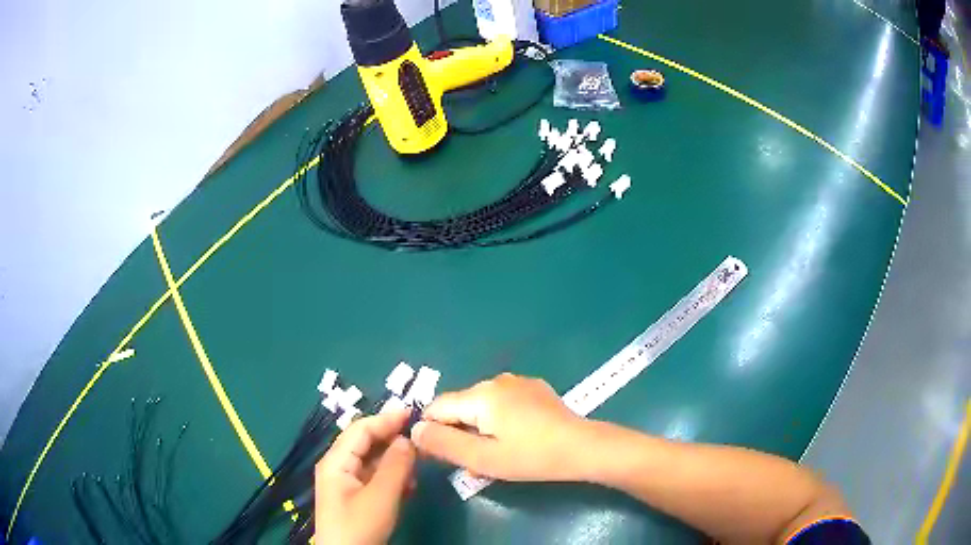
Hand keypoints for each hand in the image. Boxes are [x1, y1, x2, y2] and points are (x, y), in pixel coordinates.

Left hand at [315, 410, 415, 544]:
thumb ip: (395, 466)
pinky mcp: (354, 497)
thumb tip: (407, 439)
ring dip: (394, 460)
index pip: (360, 429)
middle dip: (392, 439)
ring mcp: (345, 483)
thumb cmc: (360, 525)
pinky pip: (374, 478)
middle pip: (365, 443)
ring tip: (417, 466)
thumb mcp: (381, 496)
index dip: (385, 419)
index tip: (413, 413)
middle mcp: (338, 467)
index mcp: (336, 461)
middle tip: (420, 438)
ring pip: (372, 461)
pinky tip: (407, 485)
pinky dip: (391, 477)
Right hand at [411, 373, 588, 480]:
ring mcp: (517, 382)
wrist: (583, 447)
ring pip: (481, 406)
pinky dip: (497, 421)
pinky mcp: (533, 389)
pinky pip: (502, 403)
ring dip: (478, 430)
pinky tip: (513, 441)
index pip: (436, 408)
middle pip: (459, 407)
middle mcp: (495, 381)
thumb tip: (414, 430)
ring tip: (493, 457)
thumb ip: (444, 444)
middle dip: (458, 434)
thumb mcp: (483, 458)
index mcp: (480, 395)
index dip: (431, 431)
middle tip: (472, 464)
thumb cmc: (531, 457)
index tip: (437, 456)